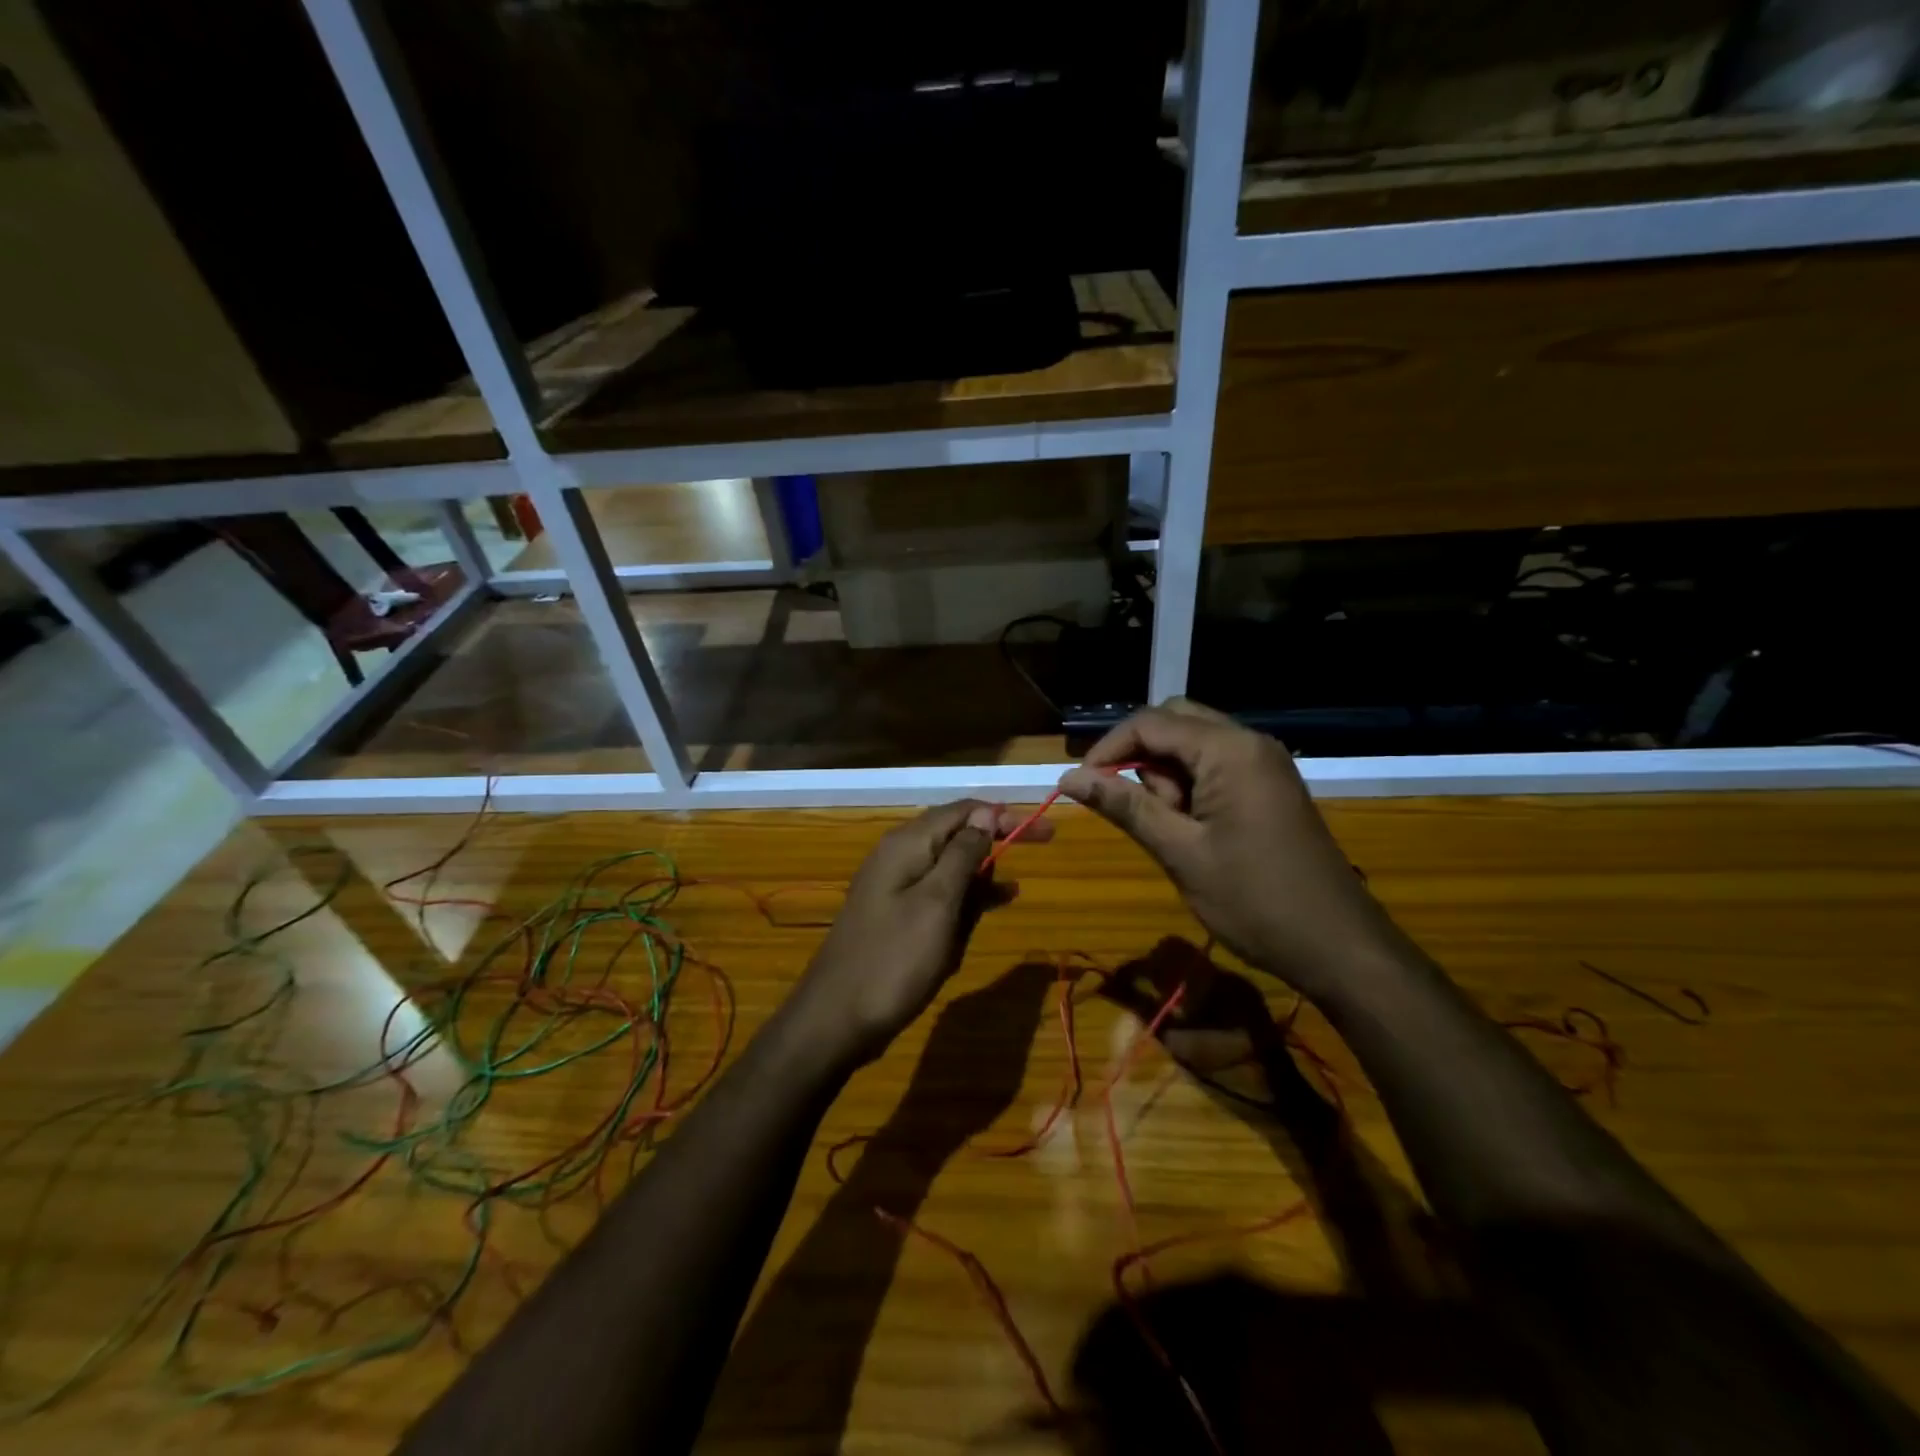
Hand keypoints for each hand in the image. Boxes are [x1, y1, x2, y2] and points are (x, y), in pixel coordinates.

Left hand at [789, 800, 1051, 1064]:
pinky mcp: (896, 915)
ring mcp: (894, 886)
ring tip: (1014, 889)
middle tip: (1042, 845)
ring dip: (982, 872)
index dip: (1004, 815)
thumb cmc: (894, 959)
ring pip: (949, 865)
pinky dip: (966, 896)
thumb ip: (962, 855)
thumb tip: (986, 816)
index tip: (1044, 830)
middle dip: (996, 839)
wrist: (836, 1018)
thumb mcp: (938, 903)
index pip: (964, 810)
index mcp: (908, 844)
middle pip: (957, 833)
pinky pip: (938, 894)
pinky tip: (991, 905)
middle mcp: (899, 855)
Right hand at [1059, 700, 1388, 997]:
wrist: (1339, 946)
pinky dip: (1190, 788)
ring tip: (1172, 832)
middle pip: (1174, 722)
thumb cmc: (1254, 901)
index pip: (1150, 723)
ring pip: (1193, 745)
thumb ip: (1125, 806)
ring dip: (1166, 776)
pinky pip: (1215, 767)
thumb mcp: (1180, 853)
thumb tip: (1068, 777)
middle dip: (1139, 757)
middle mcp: (1249, 742)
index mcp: (1229, 750)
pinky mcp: (1269, 787)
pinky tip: (1192, 830)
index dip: (1107, 749)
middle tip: (1127, 807)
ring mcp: (1264, 764)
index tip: (1079, 786)